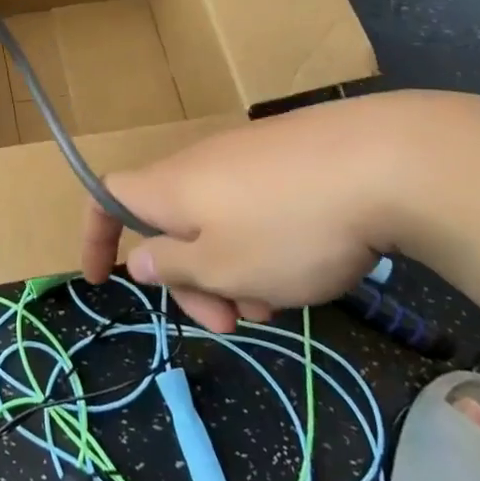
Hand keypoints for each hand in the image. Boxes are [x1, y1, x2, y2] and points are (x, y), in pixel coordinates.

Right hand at [80, 91, 472, 332]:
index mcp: (169, 186)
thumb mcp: (223, 267)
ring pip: (218, 223)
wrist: (386, 161)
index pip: (106, 197)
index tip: (101, 279)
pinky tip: (308, 266)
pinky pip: (254, 208)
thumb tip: (138, 257)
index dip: (94, 235)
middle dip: (189, 279)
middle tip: (229, 324)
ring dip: (234, 270)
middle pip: (170, 223)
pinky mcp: (288, 157)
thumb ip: (172, 266)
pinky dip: (264, 246)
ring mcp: (246, 156)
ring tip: (282, 300)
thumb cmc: (289, 226)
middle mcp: (199, 164)